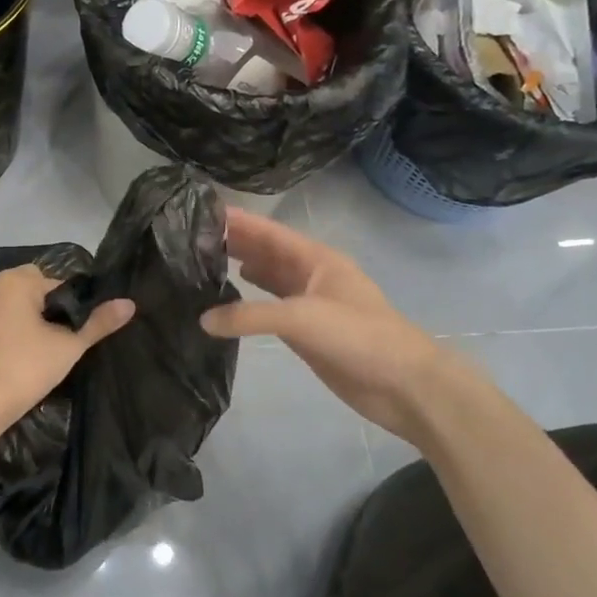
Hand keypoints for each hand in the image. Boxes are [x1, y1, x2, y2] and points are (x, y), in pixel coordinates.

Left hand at [0, 265, 133, 428]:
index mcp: (18, 281)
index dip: (67, 306)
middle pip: (26, 288)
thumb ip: (99, 323)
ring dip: (13, 314)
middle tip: (51, 340)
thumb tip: (129, 303)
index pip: (55, 284)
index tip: (70, 332)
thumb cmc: (27, 368)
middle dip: (39, 306)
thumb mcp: (70, 346)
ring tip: (26, 346)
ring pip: (1, 302)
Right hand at [199, 208, 498, 442]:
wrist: (403, 384)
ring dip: (241, 270)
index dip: (239, 221)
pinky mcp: (308, 332)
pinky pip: (271, 310)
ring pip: (269, 280)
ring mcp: (310, 304)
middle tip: (192, 238)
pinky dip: (250, 305)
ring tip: (202, 265)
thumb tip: (203, 319)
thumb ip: (250, 316)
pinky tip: (228, 304)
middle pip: (267, 253)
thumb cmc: (358, 336)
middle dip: (235, 243)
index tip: (202, 211)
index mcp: (316, 259)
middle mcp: (311, 276)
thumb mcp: (302, 318)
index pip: (269, 232)